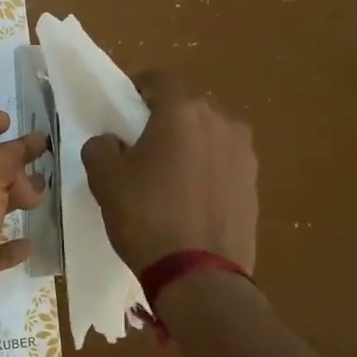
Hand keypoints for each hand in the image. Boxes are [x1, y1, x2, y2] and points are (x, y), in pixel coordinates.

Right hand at [82, 72, 256, 274]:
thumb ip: (101, 146)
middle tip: (141, 146)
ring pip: (208, 136)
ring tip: (168, 177)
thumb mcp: (104, 177)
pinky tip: (190, 200)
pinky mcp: (255, 184)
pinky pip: (223, 164)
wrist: (199, 276)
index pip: (158, 80)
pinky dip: (206, 171)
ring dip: (189, 145)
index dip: (137, 89)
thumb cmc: (146, 215)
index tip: (123, 109)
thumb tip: (113, 143)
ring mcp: (244, 154)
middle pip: (186, 108)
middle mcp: (221, 122)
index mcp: (183, 111)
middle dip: (165, 120)